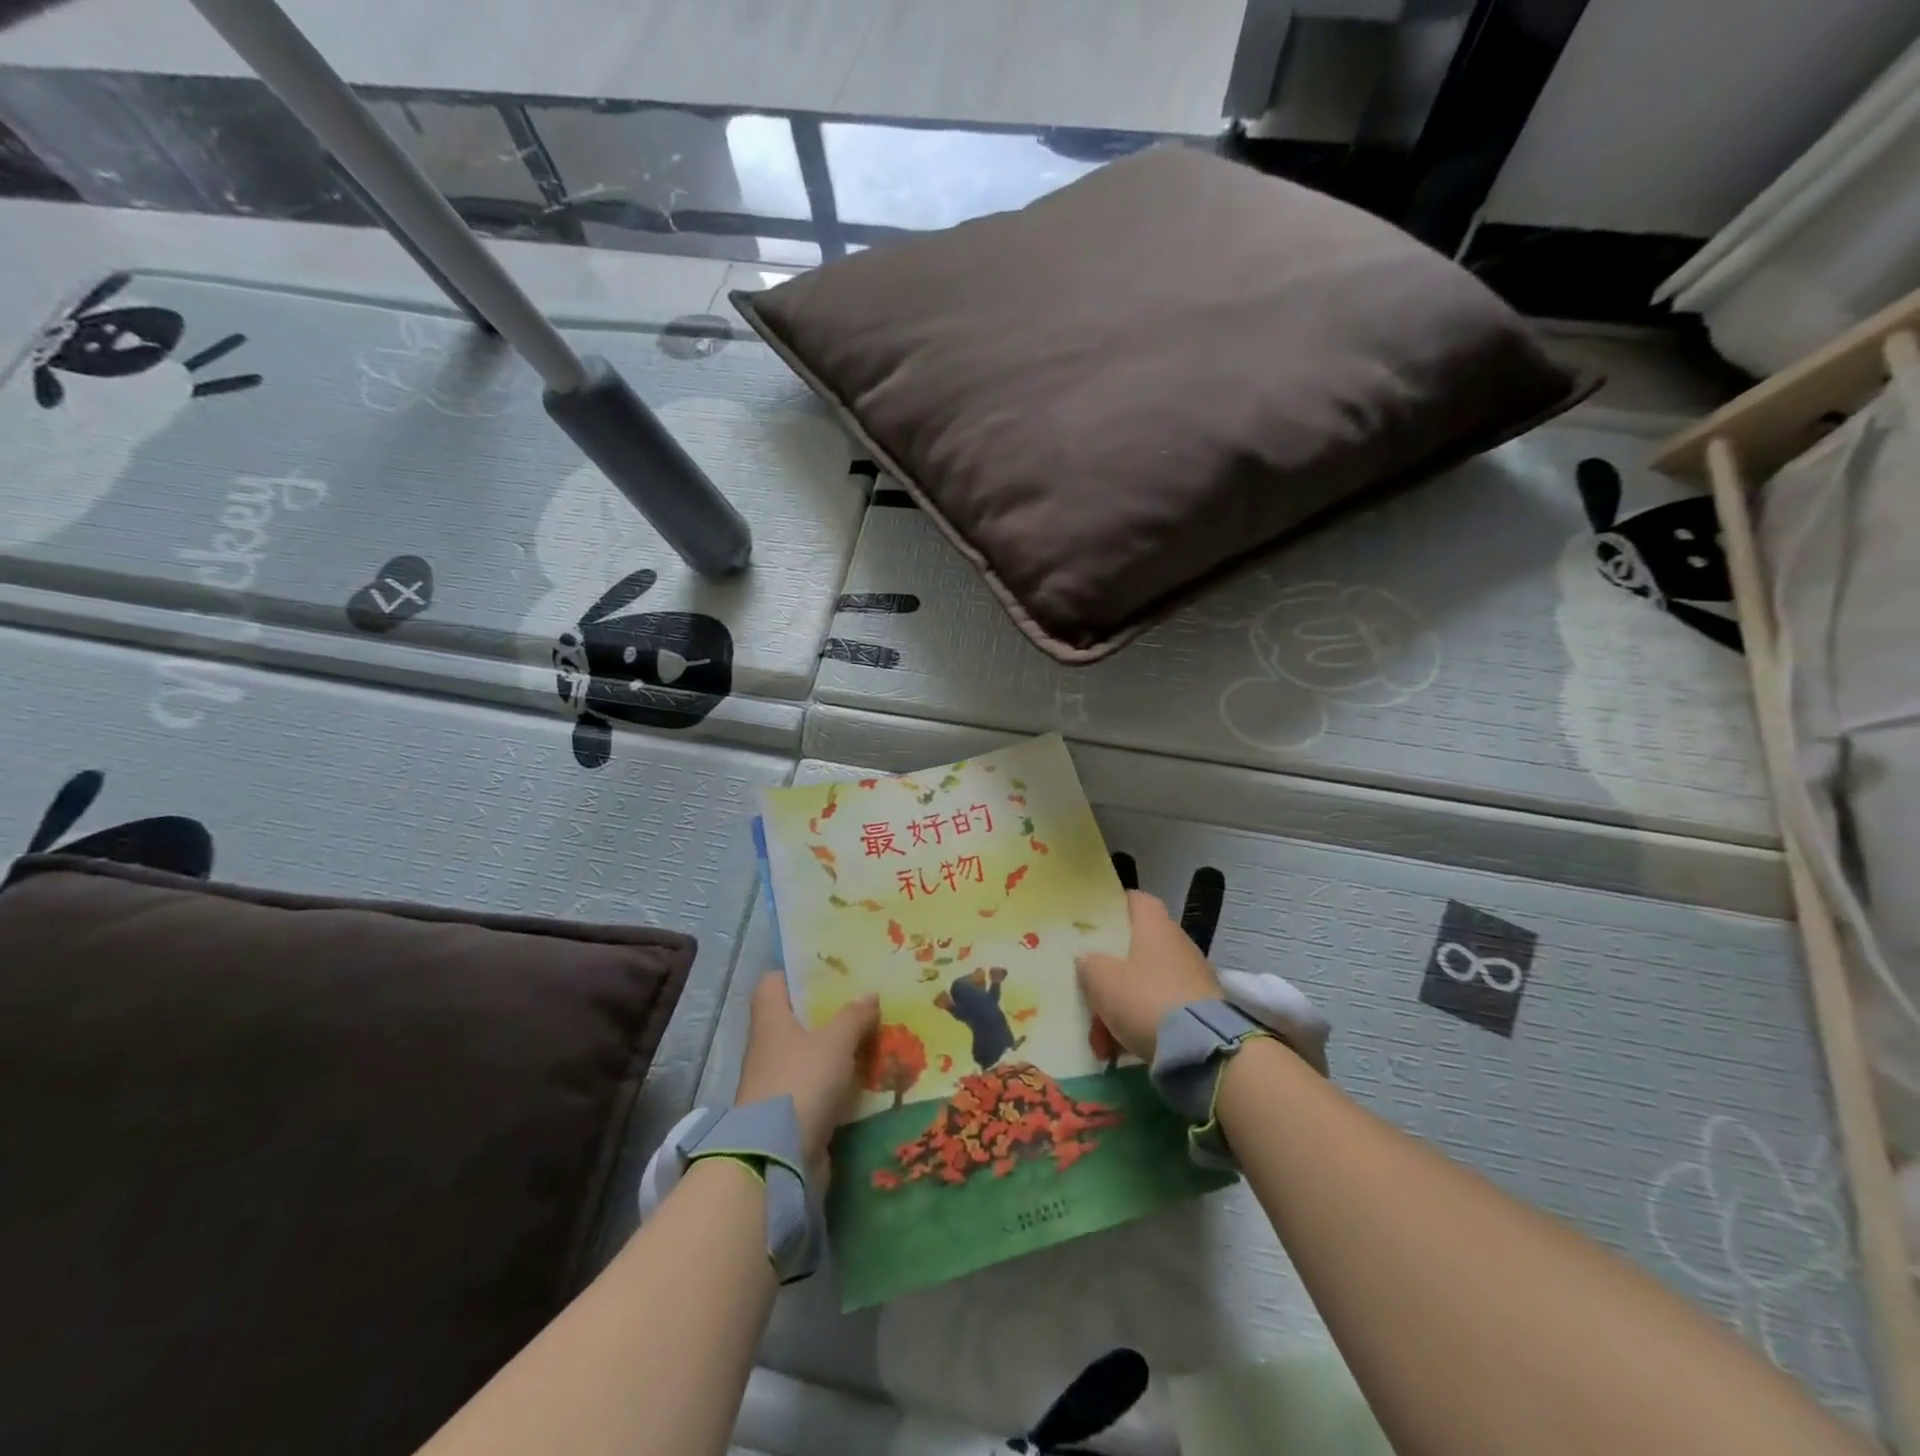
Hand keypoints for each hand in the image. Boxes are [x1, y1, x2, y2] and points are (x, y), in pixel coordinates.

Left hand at [734, 973, 878, 1182]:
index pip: (773, 982)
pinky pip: (817, 1084)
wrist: (777, 1157)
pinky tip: (865, 1075)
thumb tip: (870, 993)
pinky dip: (837, 1079)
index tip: (827, 970)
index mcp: (771, 1019)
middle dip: (826, 1011)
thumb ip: (854, 1016)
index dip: (796, 973)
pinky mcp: (791, 1111)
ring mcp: (777, 1080)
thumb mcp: (835, 1042)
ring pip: (809, 1052)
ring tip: (871, 1034)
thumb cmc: (801, 1081)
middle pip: (795, 1018)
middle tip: (861, 1000)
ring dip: (835, 1047)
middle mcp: (768, 1046)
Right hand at [1076, 891, 1221, 1060]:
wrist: (1201, 1047)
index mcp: (1155, 926)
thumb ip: (1090, 964)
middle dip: (1113, 970)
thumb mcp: (1101, 979)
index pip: (1136, 900)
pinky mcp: (1203, 1009)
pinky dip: (1143, 1024)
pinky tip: (1122, 1049)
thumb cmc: (1144, 998)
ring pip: (1148, 983)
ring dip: (1124, 1004)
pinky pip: (1163, 1009)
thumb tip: (1088, 959)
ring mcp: (1194, 977)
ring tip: (1101, 1037)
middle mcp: (1178, 944)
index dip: (1116, 906)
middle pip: (1139, 946)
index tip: (1096, 921)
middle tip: (1091, 989)